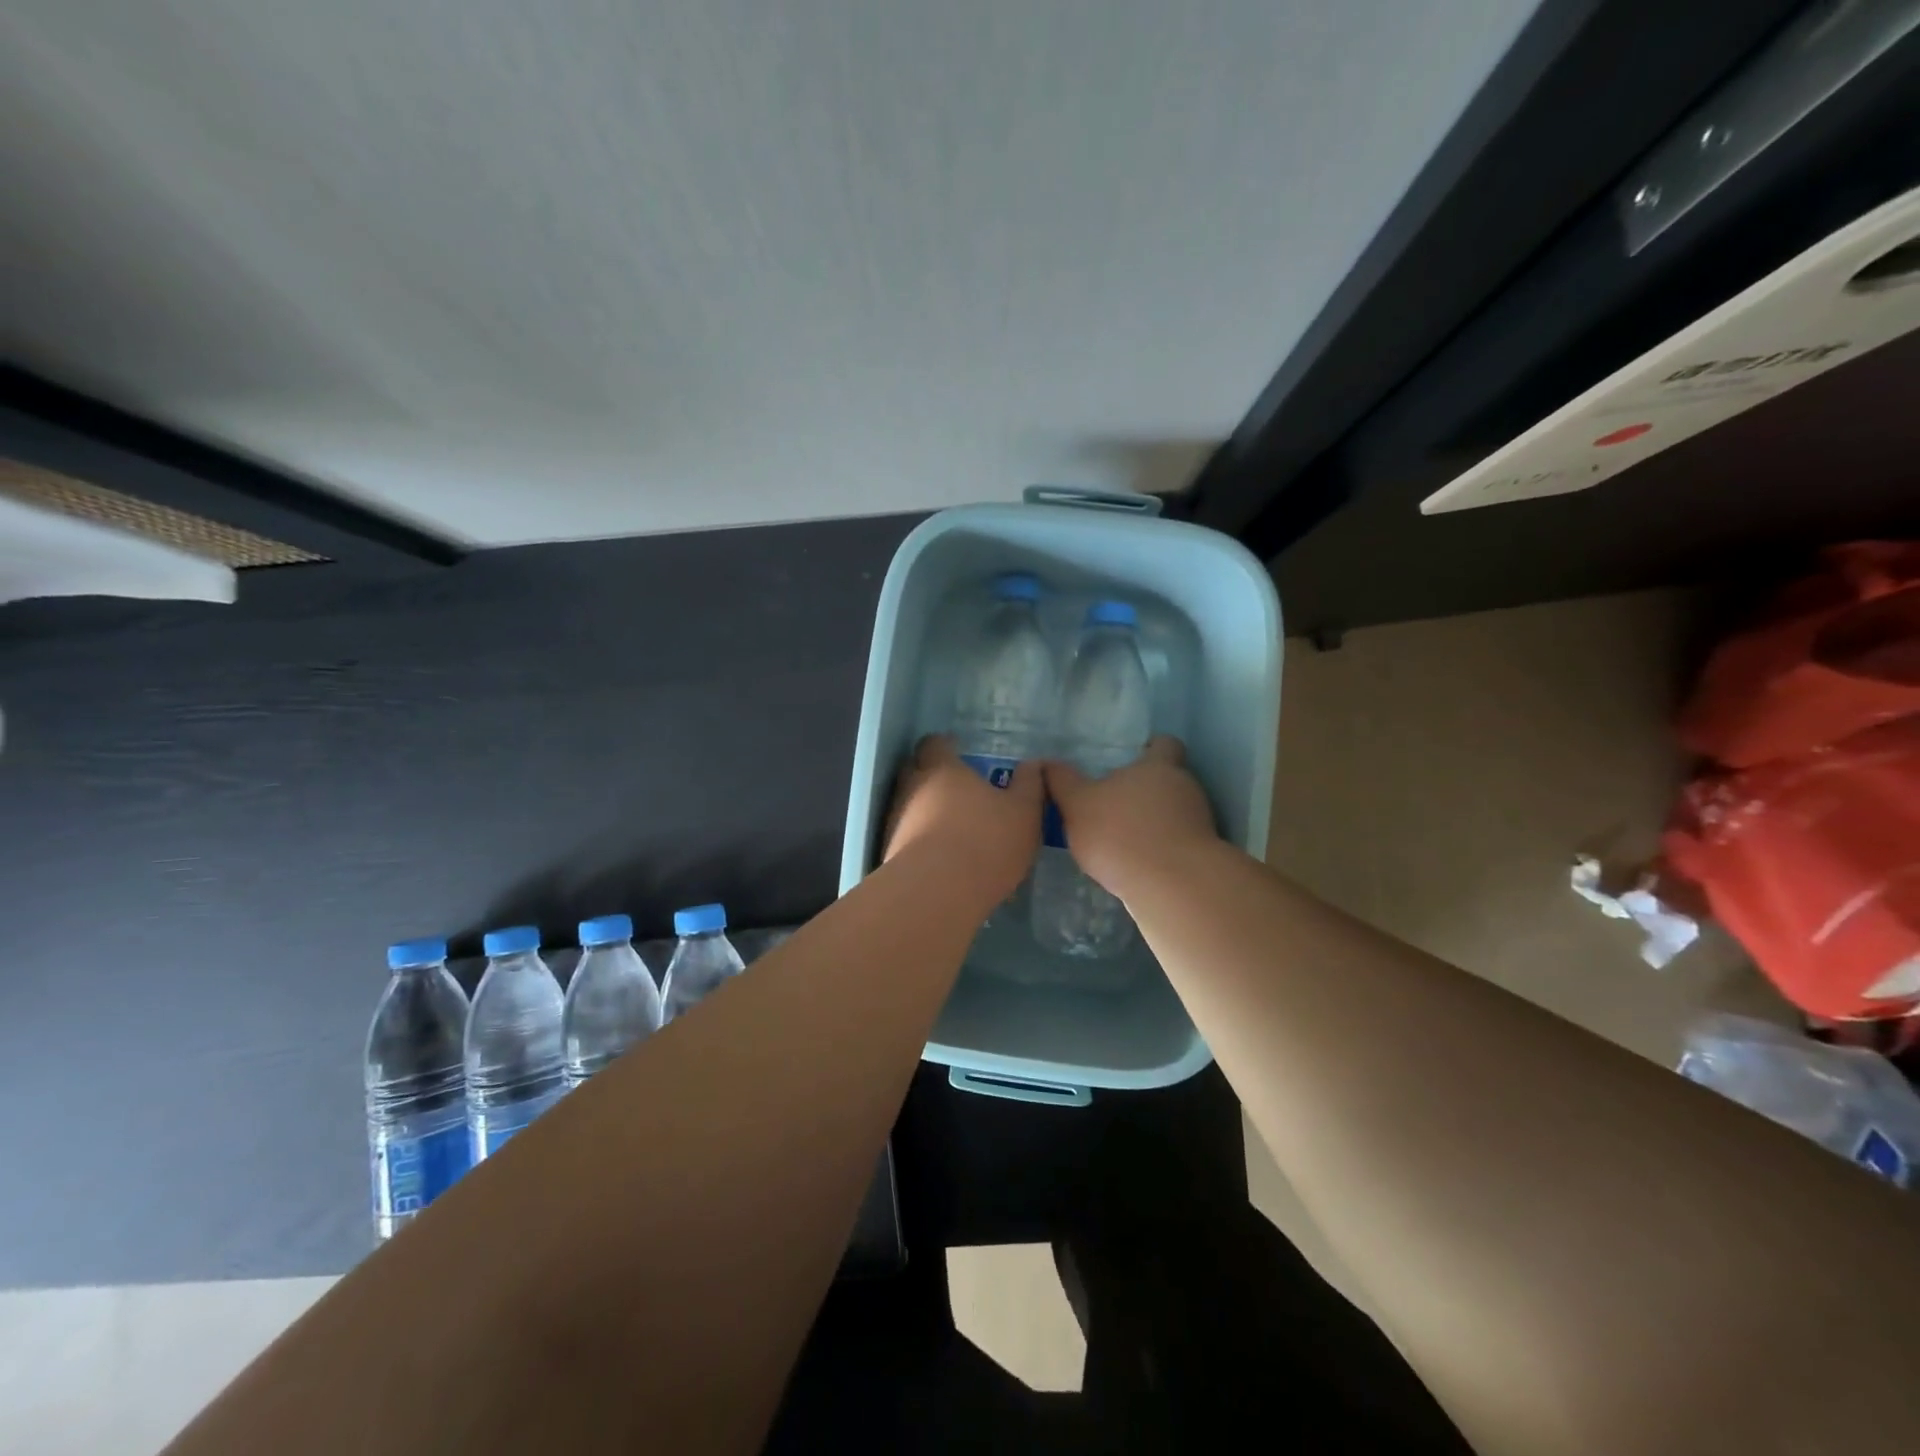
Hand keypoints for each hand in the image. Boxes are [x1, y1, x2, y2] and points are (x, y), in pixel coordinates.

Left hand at [885, 735, 1043, 904]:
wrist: (937, 893)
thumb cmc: (985, 841)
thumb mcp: (1024, 812)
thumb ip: (1029, 786)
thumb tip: (1032, 765)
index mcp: (942, 768)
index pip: (934, 743)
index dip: (945, 746)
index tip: (958, 752)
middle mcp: (911, 788)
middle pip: (915, 771)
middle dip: (932, 776)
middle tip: (957, 789)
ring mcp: (896, 822)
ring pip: (909, 806)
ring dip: (926, 811)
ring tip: (952, 828)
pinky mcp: (889, 853)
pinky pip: (907, 837)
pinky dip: (921, 841)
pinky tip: (941, 858)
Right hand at [1042, 736, 1218, 900]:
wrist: (1172, 886)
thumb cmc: (1121, 833)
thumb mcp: (1077, 804)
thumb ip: (1062, 782)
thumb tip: (1046, 763)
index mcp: (1158, 766)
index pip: (1165, 744)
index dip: (1151, 749)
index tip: (1134, 758)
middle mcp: (1185, 787)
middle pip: (1168, 780)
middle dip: (1144, 791)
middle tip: (1114, 804)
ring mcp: (1199, 822)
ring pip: (1173, 813)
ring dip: (1152, 822)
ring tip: (1123, 840)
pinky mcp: (1201, 855)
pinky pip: (1177, 843)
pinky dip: (1160, 849)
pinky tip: (1137, 865)